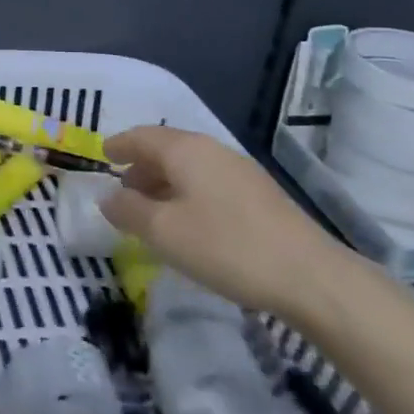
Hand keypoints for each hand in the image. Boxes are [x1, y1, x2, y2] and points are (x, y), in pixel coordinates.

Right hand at [102, 126, 349, 318]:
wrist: (310, 276)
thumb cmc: (226, 246)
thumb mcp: (164, 232)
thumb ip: (128, 211)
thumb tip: (107, 197)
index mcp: (186, 150)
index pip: (142, 136)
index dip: (119, 145)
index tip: (102, 155)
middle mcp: (213, 150)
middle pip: (167, 149)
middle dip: (141, 165)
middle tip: (122, 188)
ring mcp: (240, 171)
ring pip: (190, 166)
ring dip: (164, 182)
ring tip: (151, 209)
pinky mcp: (260, 195)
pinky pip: (209, 182)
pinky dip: (187, 193)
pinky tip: (188, 221)